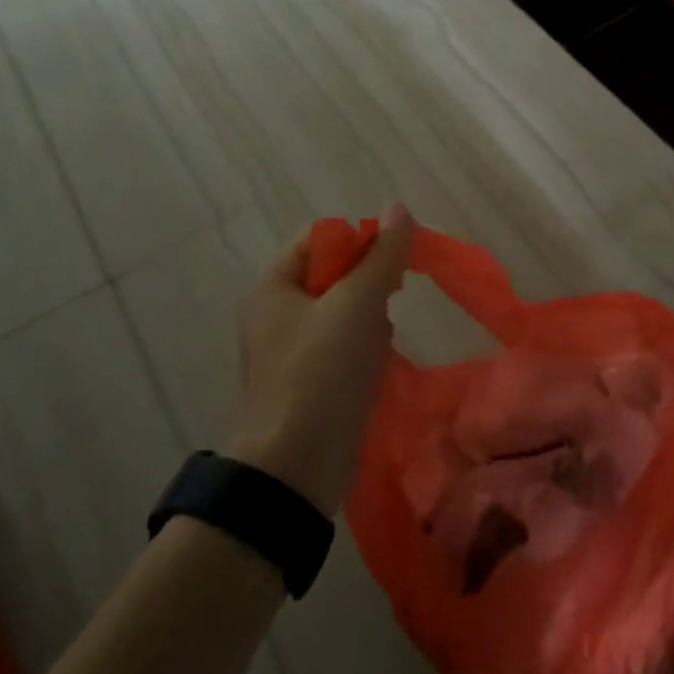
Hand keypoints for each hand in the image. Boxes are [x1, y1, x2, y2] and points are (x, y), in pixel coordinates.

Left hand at [231, 204, 414, 514]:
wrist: (297, 465)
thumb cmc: (322, 372)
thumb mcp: (357, 304)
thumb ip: (383, 255)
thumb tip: (400, 208)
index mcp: (274, 287)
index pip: (320, 238)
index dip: (359, 240)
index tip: (392, 261)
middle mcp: (276, 313)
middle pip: (334, 273)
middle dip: (369, 282)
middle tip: (392, 299)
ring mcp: (292, 349)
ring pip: (343, 311)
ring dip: (371, 316)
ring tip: (382, 337)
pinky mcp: (309, 380)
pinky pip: (343, 345)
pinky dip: (365, 346)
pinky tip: (379, 362)